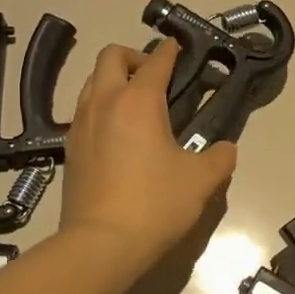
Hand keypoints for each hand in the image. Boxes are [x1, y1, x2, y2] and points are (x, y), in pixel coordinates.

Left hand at [59, 41, 236, 271]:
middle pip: (111, 56)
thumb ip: (219, 158)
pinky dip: (101, 107)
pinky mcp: (69, 149)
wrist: (100, 245)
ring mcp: (80, 125)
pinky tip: (118, 134)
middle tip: (156, 78)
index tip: (181, 48)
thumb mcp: (200, 180)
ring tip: (137, 104)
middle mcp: (104, 103)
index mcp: (138, 101)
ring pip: (92, 81)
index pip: (156, 61)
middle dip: (135, 57)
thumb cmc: (154, 204)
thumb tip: (225, 149)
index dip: (171, 51)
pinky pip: (84, 111)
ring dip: (113, 80)